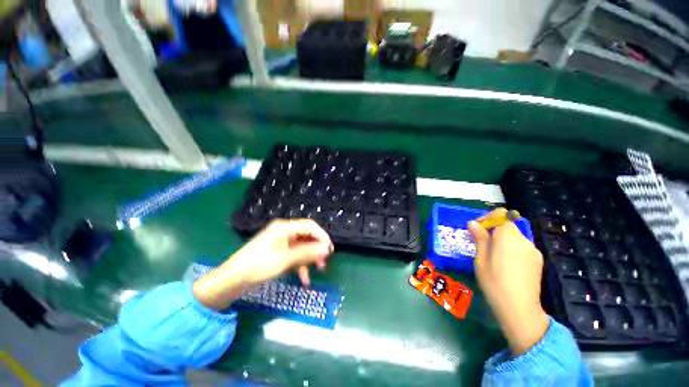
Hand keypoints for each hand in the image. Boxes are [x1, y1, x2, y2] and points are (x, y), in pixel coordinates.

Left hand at [193, 219, 332, 309]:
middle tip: (326, 261)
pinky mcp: (279, 252)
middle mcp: (284, 232)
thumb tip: (327, 248)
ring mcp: (281, 242)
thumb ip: (308, 252)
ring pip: (302, 247)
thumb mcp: (286, 259)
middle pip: (307, 236)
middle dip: (317, 249)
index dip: (322, 236)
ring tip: (319, 270)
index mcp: (285, 227)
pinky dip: (301, 265)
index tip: (330, 249)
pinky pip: (294, 255)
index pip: (310, 226)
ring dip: (310, 258)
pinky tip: (304, 279)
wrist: (233, 280)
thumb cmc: (259, 266)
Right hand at [468, 208, 549, 355]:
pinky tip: (505, 264)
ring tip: (491, 255)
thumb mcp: (480, 259)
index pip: (501, 215)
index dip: (487, 218)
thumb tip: (473, 223)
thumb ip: (479, 238)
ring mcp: (533, 251)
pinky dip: (511, 248)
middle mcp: (524, 240)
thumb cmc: (494, 282)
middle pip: (508, 225)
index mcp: (509, 237)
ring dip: (501, 239)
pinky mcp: (537, 261)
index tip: (476, 229)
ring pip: (514, 237)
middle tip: (480, 242)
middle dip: (492, 229)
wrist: (520, 309)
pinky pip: (521, 247)